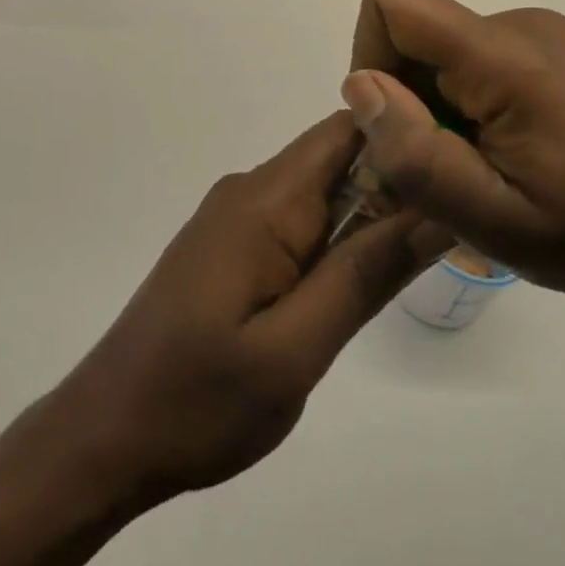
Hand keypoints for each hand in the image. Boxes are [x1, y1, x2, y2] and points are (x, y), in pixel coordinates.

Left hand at [54, 110, 447, 501]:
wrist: (106, 435)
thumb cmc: (198, 400)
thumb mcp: (296, 349)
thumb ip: (364, 275)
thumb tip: (434, 209)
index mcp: (265, 199)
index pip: (346, 130)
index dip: (404, 137)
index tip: (458, 168)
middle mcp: (250, 191)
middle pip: (339, 159)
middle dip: (396, 186)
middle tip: (455, 230)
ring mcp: (237, 219)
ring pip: (322, 194)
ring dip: (369, 219)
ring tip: (421, 260)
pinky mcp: (231, 247)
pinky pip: (298, 223)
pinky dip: (336, 242)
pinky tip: (357, 284)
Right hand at [342, 0, 564, 356]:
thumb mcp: (494, 220)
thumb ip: (418, 155)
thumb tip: (358, 86)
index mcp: (507, 57)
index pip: (392, 4)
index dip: (370, 59)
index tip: (396, 128)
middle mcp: (519, 22)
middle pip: (411, 32)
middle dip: (404, 99)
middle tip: (443, 172)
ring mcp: (537, 31)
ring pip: (436, 50)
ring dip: (433, 108)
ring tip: (477, 170)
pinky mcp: (545, 47)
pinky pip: (468, 60)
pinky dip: (460, 105)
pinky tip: (498, 153)